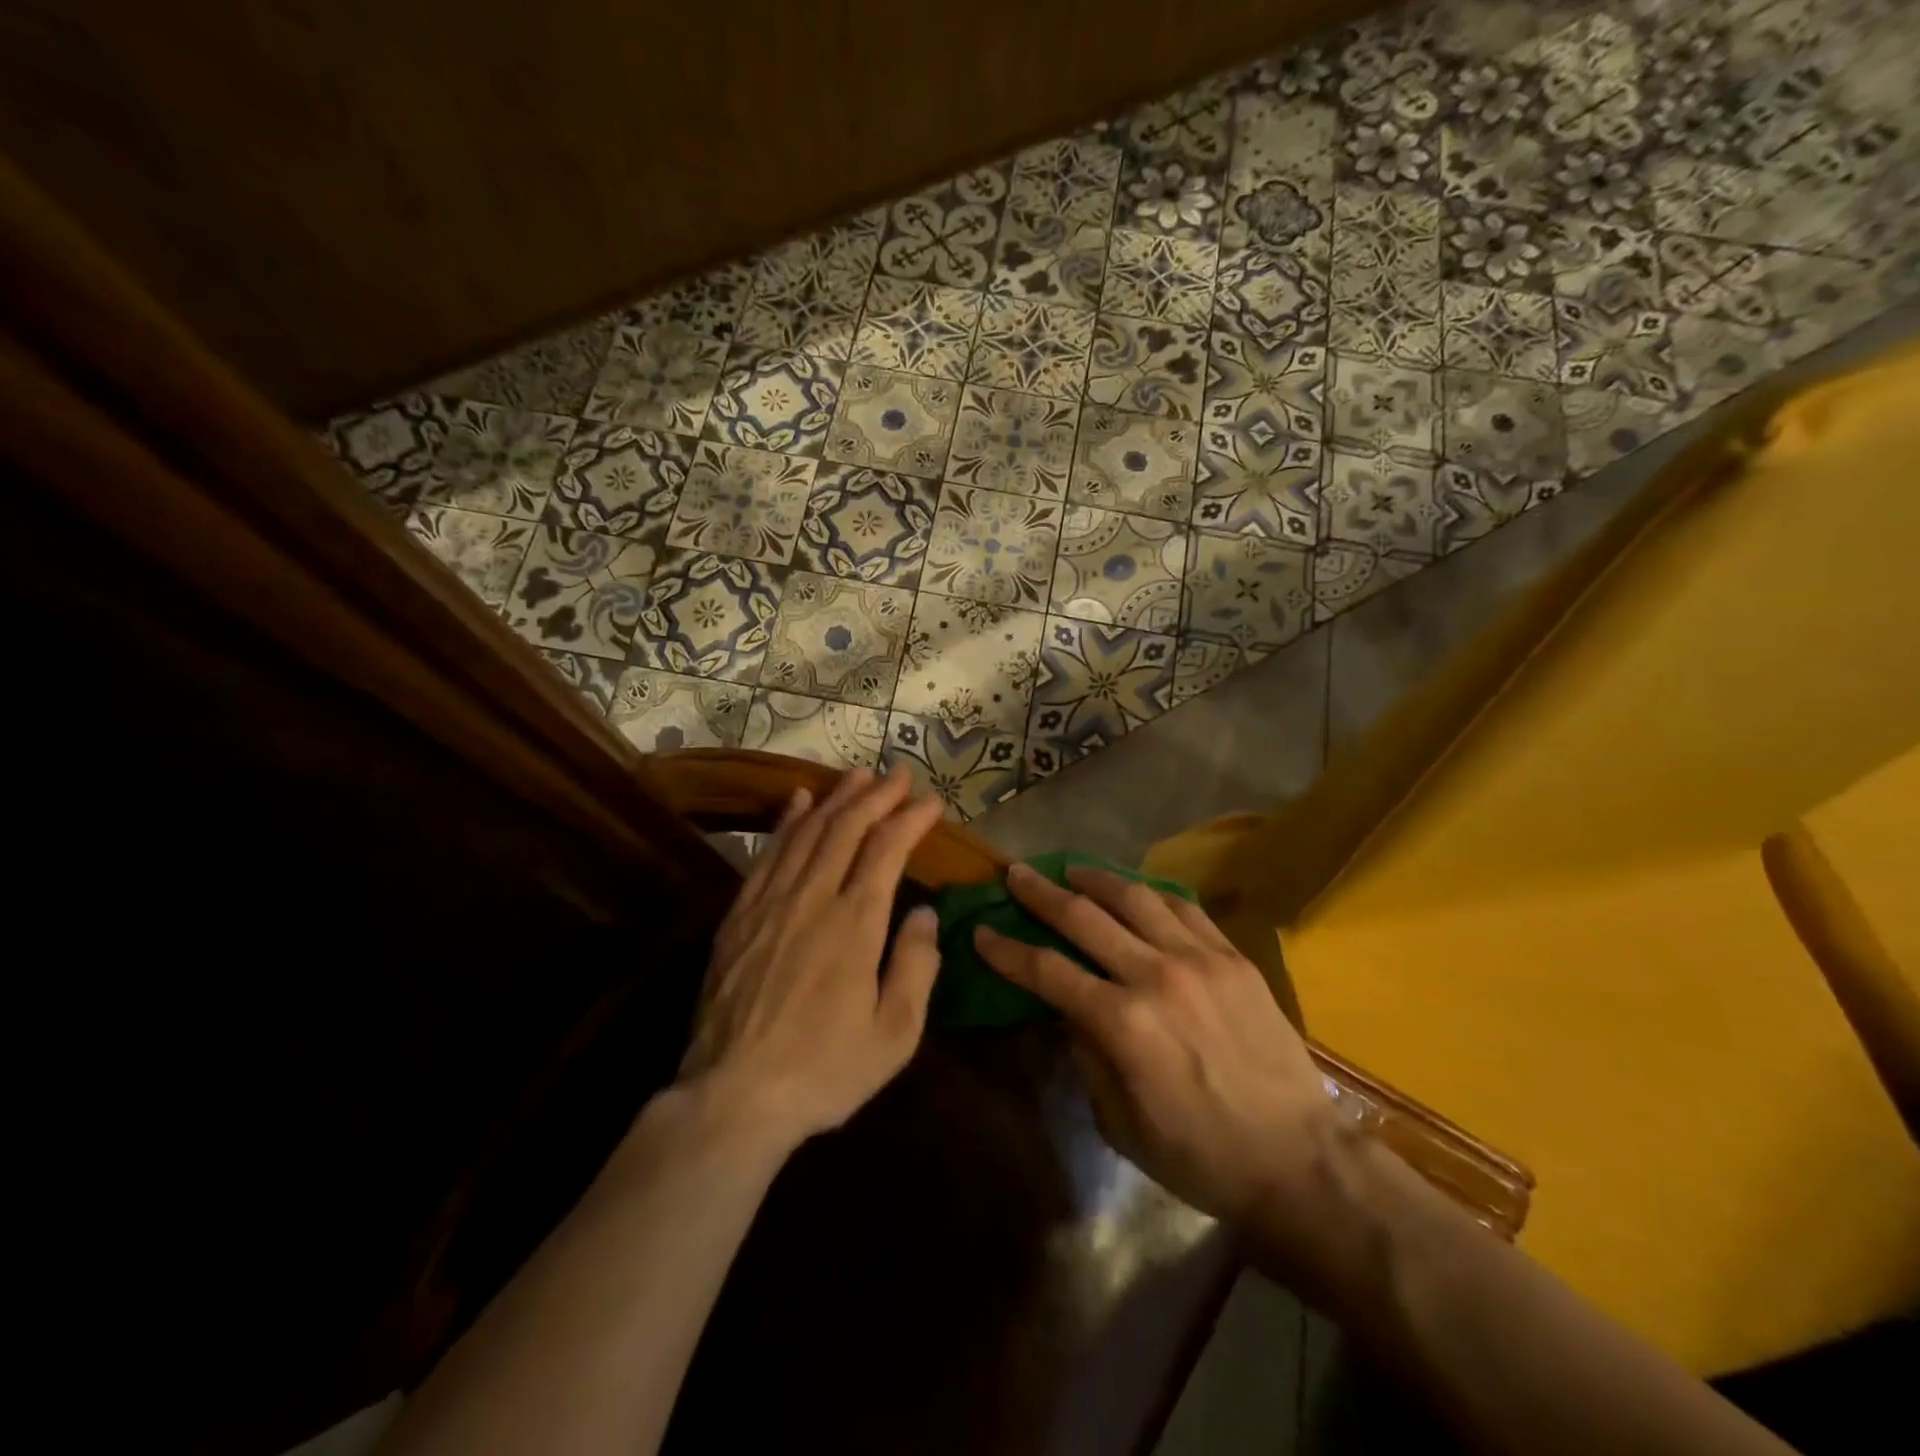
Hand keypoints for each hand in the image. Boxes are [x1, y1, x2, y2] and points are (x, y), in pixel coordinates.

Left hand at [679, 767, 944, 1150]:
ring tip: (857, 775)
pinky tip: (796, 801)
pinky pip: (767, 855)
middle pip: (846, 829)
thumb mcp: (894, 1035)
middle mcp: (813, 899)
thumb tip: (927, 914)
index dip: (910, 819)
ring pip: (806, 832)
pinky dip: (785, 822)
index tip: (931, 801)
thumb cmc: (824, 1070)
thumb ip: (916, 967)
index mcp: (855, 925)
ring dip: (835, 798)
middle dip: (876, 795)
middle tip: (898, 773)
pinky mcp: (739, 917)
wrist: (733, 1097)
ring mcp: (770, 903)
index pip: (886, 850)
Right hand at [973, 863, 1333, 1224]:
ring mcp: (1200, 959)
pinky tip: (1136, 891)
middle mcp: (1156, 975)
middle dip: (1041, 893)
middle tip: (1016, 874)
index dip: (1007, 951)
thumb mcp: (1121, 1122)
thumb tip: (1068, 1010)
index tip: (982, 932)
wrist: (1298, 1160)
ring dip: (1096, 879)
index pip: (1047, 971)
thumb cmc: (1200, 1155)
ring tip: (1072, 869)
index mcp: (1122, 1023)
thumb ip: (1088, 1056)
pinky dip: (1152, 893)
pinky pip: (1185, 908)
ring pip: (1136, 898)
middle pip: (1084, 918)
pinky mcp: (1234, 958)